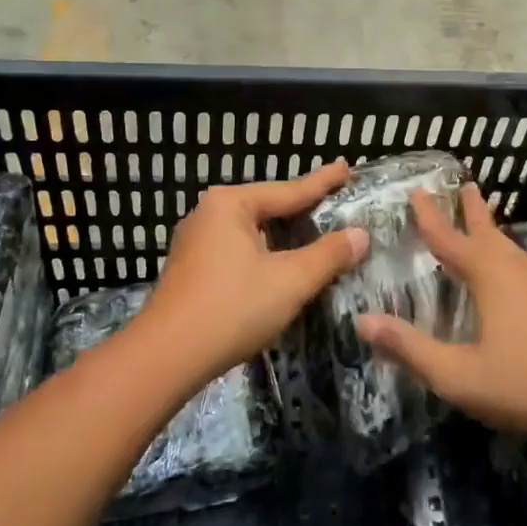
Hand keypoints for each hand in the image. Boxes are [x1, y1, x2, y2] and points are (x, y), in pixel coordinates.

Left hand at [141, 162, 368, 383]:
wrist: (166, 357)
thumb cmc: (232, 308)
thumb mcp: (290, 281)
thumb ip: (328, 255)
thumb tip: (360, 235)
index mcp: (230, 204)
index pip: (289, 190)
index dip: (323, 183)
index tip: (347, 168)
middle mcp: (208, 214)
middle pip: (268, 208)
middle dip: (301, 209)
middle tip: (335, 202)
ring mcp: (195, 243)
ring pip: (252, 232)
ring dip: (282, 236)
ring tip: (313, 232)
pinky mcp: (191, 270)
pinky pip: (237, 251)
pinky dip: (264, 254)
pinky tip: (278, 265)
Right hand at [356, 184, 526, 444]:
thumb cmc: (523, 383)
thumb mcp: (456, 374)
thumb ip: (409, 348)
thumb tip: (362, 322)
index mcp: (488, 275)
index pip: (449, 238)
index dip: (430, 216)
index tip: (417, 191)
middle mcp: (514, 269)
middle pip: (487, 231)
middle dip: (472, 209)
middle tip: (465, 185)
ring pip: (509, 247)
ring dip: (491, 230)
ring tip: (483, 222)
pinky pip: (521, 264)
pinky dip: (506, 254)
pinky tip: (510, 272)